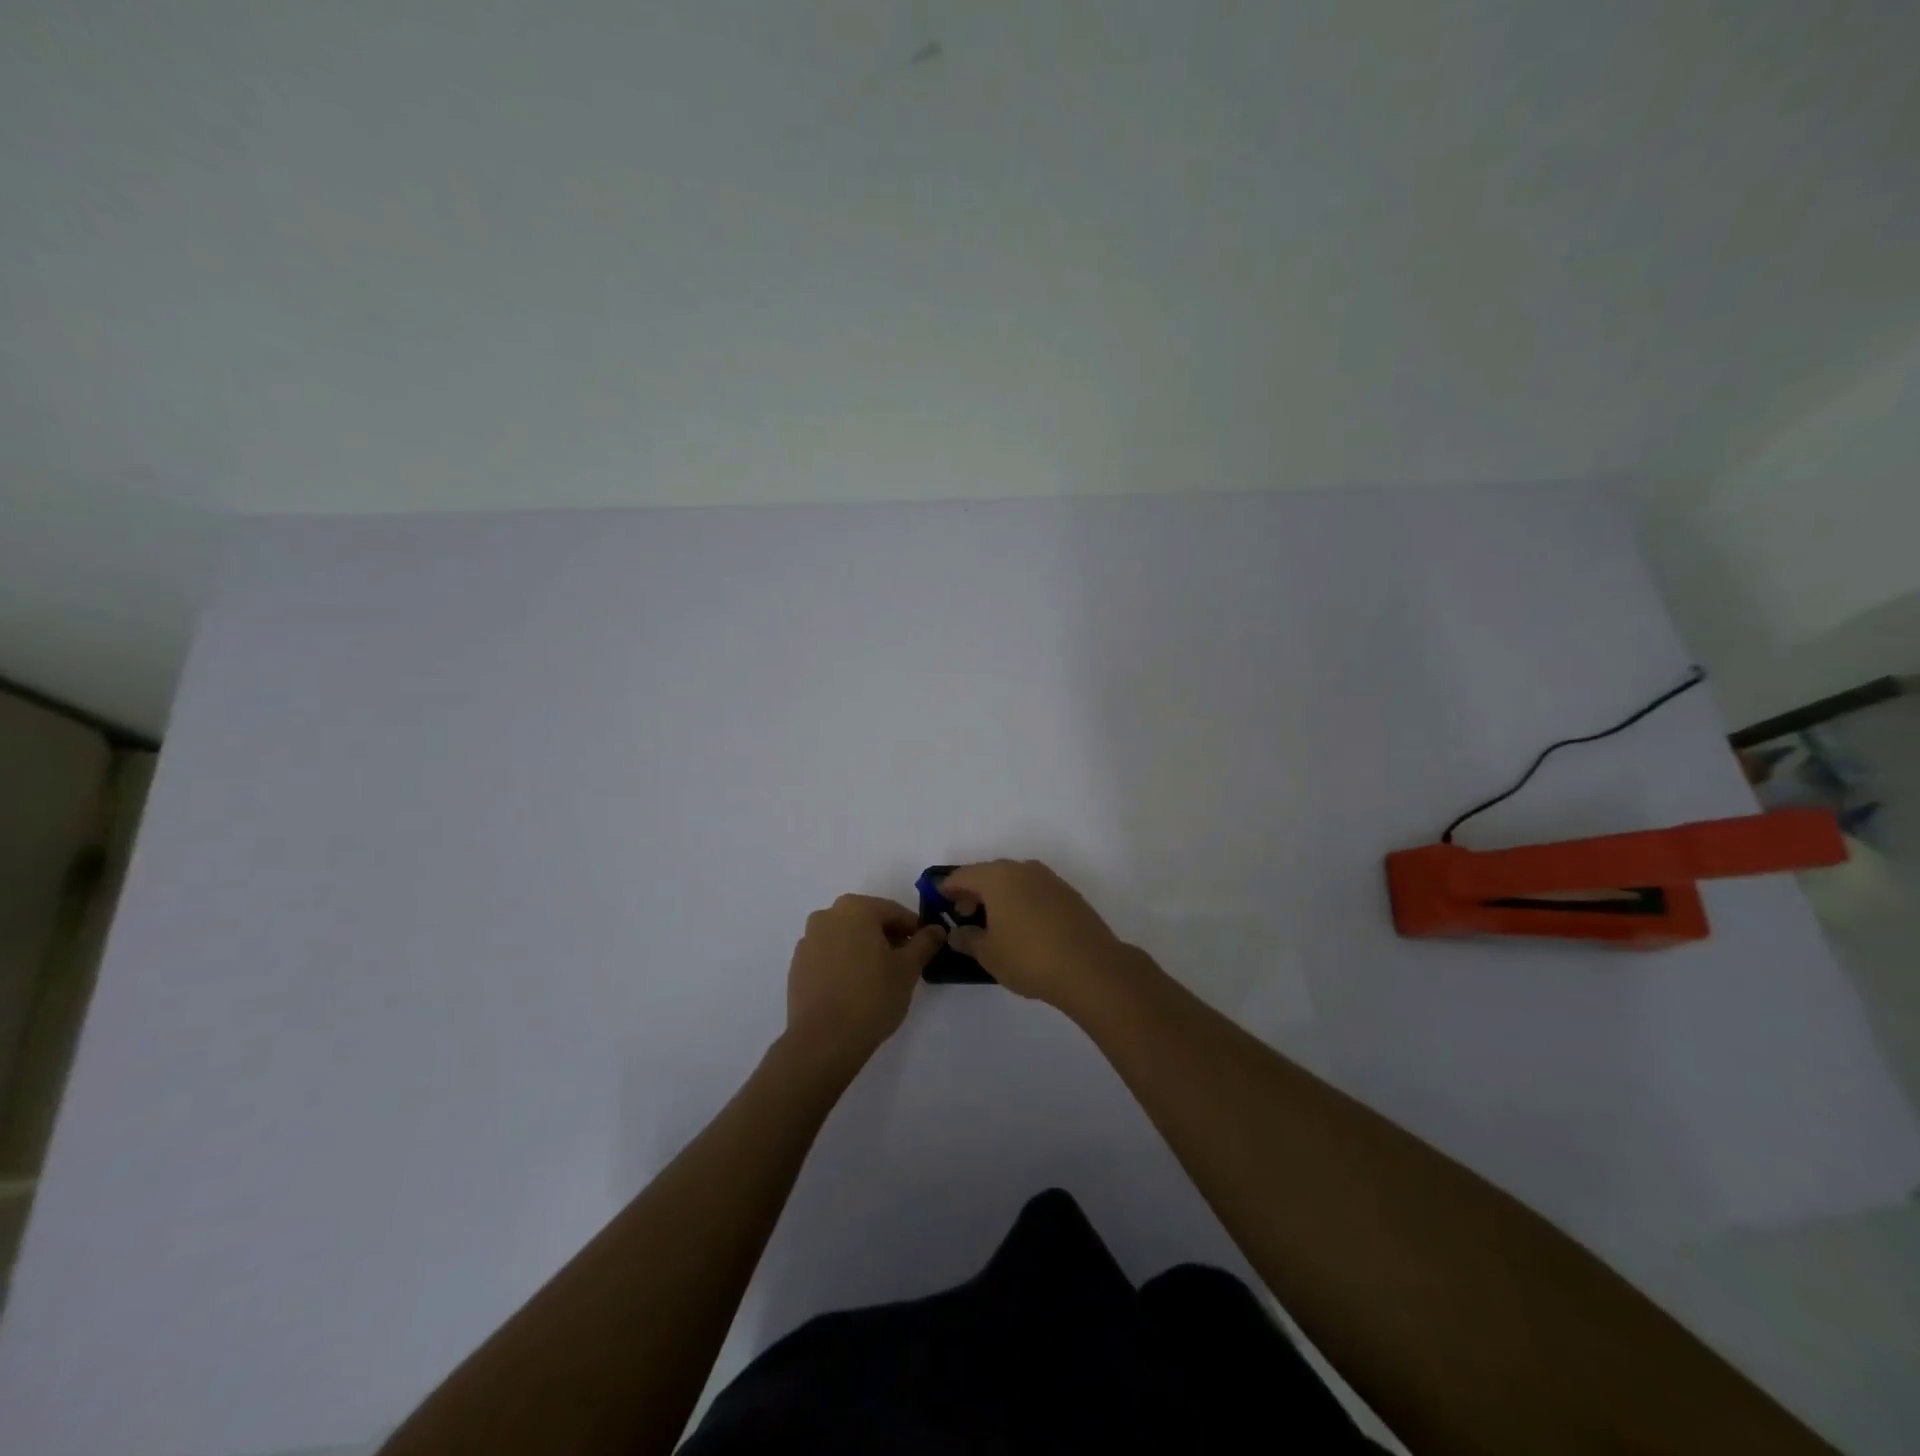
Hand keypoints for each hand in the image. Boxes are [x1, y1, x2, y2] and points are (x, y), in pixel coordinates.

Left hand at [785, 895, 945, 1070]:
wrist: (823, 1040)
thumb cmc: (872, 997)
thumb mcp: (908, 969)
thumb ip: (925, 943)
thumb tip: (937, 929)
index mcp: (855, 908)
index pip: (894, 912)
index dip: (914, 930)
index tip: (925, 949)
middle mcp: (827, 916)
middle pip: (867, 921)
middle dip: (888, 938)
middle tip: (905, 964)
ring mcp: (807, 941)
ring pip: (846, 938)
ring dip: (864, 950)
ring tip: (879, 979)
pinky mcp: (797, 966)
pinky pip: (828, 956)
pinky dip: (843, 964)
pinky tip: (854, 989)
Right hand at [940, 861, 1135, 1016]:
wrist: (1091, 967)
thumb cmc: (1029, 958)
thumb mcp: (988, 954)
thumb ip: (967, 939)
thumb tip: (957, 932)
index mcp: (997, 877)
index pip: (962, 876)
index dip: (948, 888)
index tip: (940, 902)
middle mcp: (1022, 869)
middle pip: (989, 874)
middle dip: (974, 892)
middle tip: (965, 917)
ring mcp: (1049, 879)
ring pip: (1014, 881)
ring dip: (999, 896)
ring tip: (994, 925)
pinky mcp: (1068, 893)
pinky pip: (1034, 890)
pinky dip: (1021, 901)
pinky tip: (1022, 927)